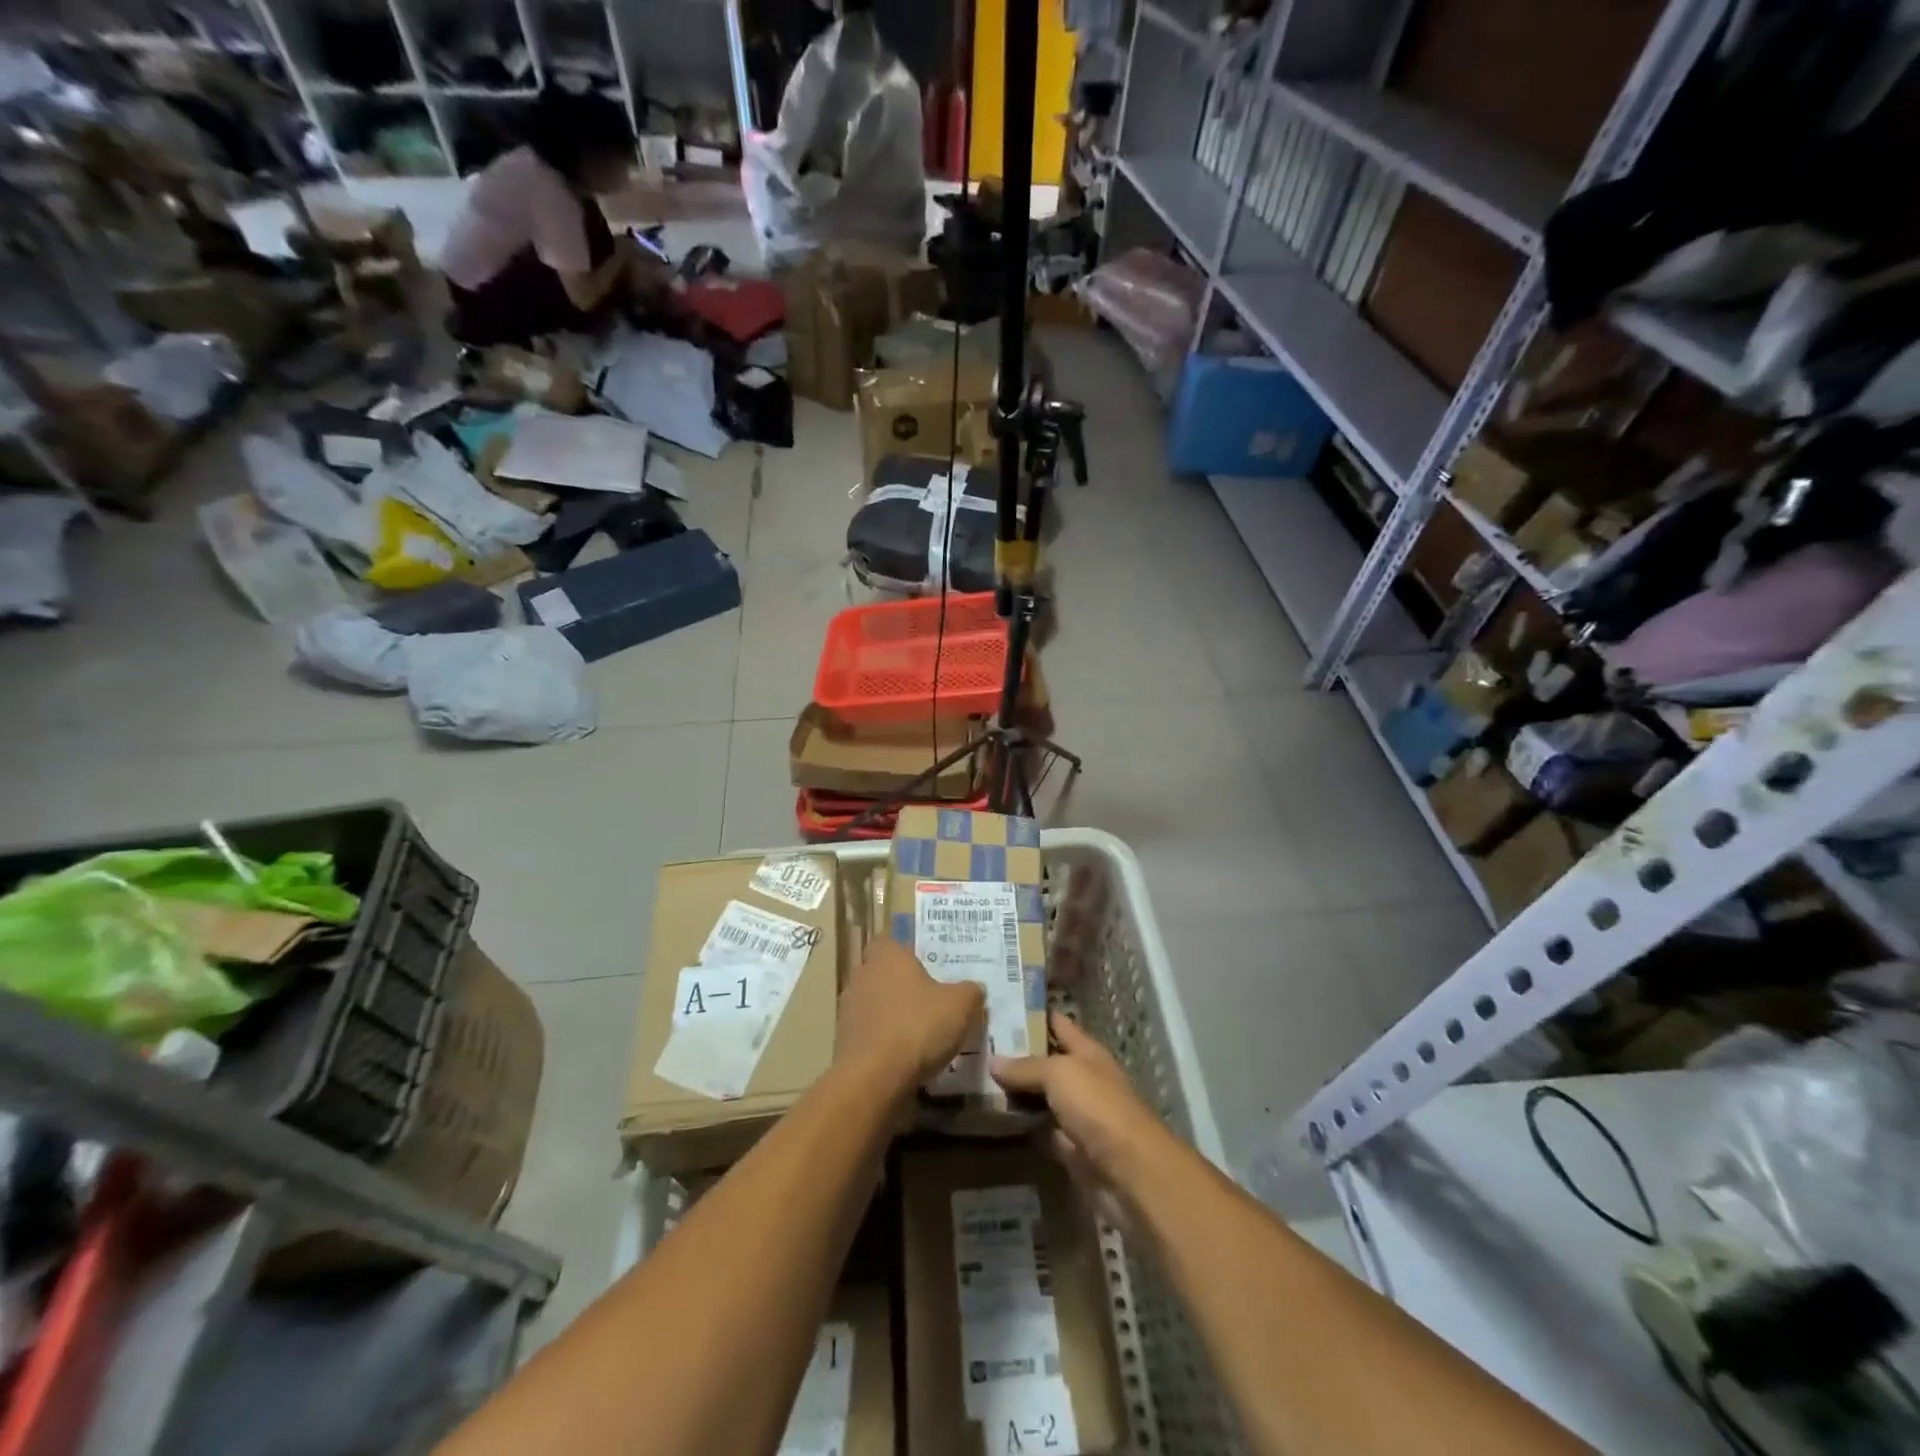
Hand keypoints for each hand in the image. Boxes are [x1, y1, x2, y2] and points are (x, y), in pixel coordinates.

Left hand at [837, 938, 984, 1090]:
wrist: (874, 1079)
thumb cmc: (918, 1027)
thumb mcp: (961, 1006)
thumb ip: (970, 991)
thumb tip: (974, 989)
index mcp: (886, 956)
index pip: (891, 941)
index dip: (908, 953)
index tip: (928, 968)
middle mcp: (862, 975)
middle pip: (883, 973)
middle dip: (903, 985)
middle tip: (931, 1000)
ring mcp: (848, 1009)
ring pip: (875, 1003)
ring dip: (893, 1015)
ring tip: (921, 1033)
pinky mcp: (843, 1041)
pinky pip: (869, 1033)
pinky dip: (884, 1041)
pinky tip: (905, 1057)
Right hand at [993, 1013, 1164, 1215]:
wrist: (1129, 1171)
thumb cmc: (1098, 1106)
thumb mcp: (1059, 1074)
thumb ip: (1026, 1067)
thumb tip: (993, 1061)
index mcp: (1087, 1052)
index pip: (1058, 1024)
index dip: (1034, 1014)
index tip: (1002, 1007)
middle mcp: (1082, 1079)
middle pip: (1046, 1061)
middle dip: (1017, 1055)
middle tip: (979, 1045)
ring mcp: (1076, 1115)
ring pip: (1041, 1096)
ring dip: (1016, 1091)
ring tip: (979, 1078)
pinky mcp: (1069, 1148)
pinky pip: (1040, 1129)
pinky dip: (1022, 1125)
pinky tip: (994, 1117)